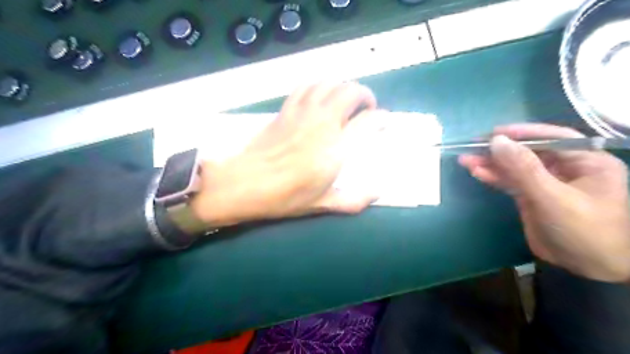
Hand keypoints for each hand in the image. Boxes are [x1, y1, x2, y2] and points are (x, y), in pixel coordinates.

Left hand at [190, 82, 381, 227]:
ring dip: (343, 86)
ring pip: (329, 83)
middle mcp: (323, 123)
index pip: (368, 122)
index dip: (381, 118)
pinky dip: (319, 85)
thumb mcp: (323, 204)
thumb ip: (353, 200)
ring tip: (346, 99)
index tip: (384, 121)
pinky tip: (320, 95)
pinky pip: (306, 86)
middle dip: (365, 95)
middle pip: (351, 92)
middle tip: (367, 108)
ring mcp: (303, 112)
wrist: (247, 183)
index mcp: (336, 147)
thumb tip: (377, 193)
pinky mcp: (286, 110)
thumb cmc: (286, 196)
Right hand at [458, 124, 629, 282]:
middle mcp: (567, 167)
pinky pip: (510, 181)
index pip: (553, 137)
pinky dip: (494, 177)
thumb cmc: (583, 230)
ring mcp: (547, 182)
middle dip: (500, 151)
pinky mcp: (531, 196)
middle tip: (472, 147)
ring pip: (515, 167)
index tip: (494, 133)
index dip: (522, 133)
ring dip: (491, 164)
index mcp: (587, 161)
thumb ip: (524, 169)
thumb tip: (496, 141)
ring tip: (466, 160)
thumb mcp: (552, 197)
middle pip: (528, 152)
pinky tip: (477, 172)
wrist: (587, 269)